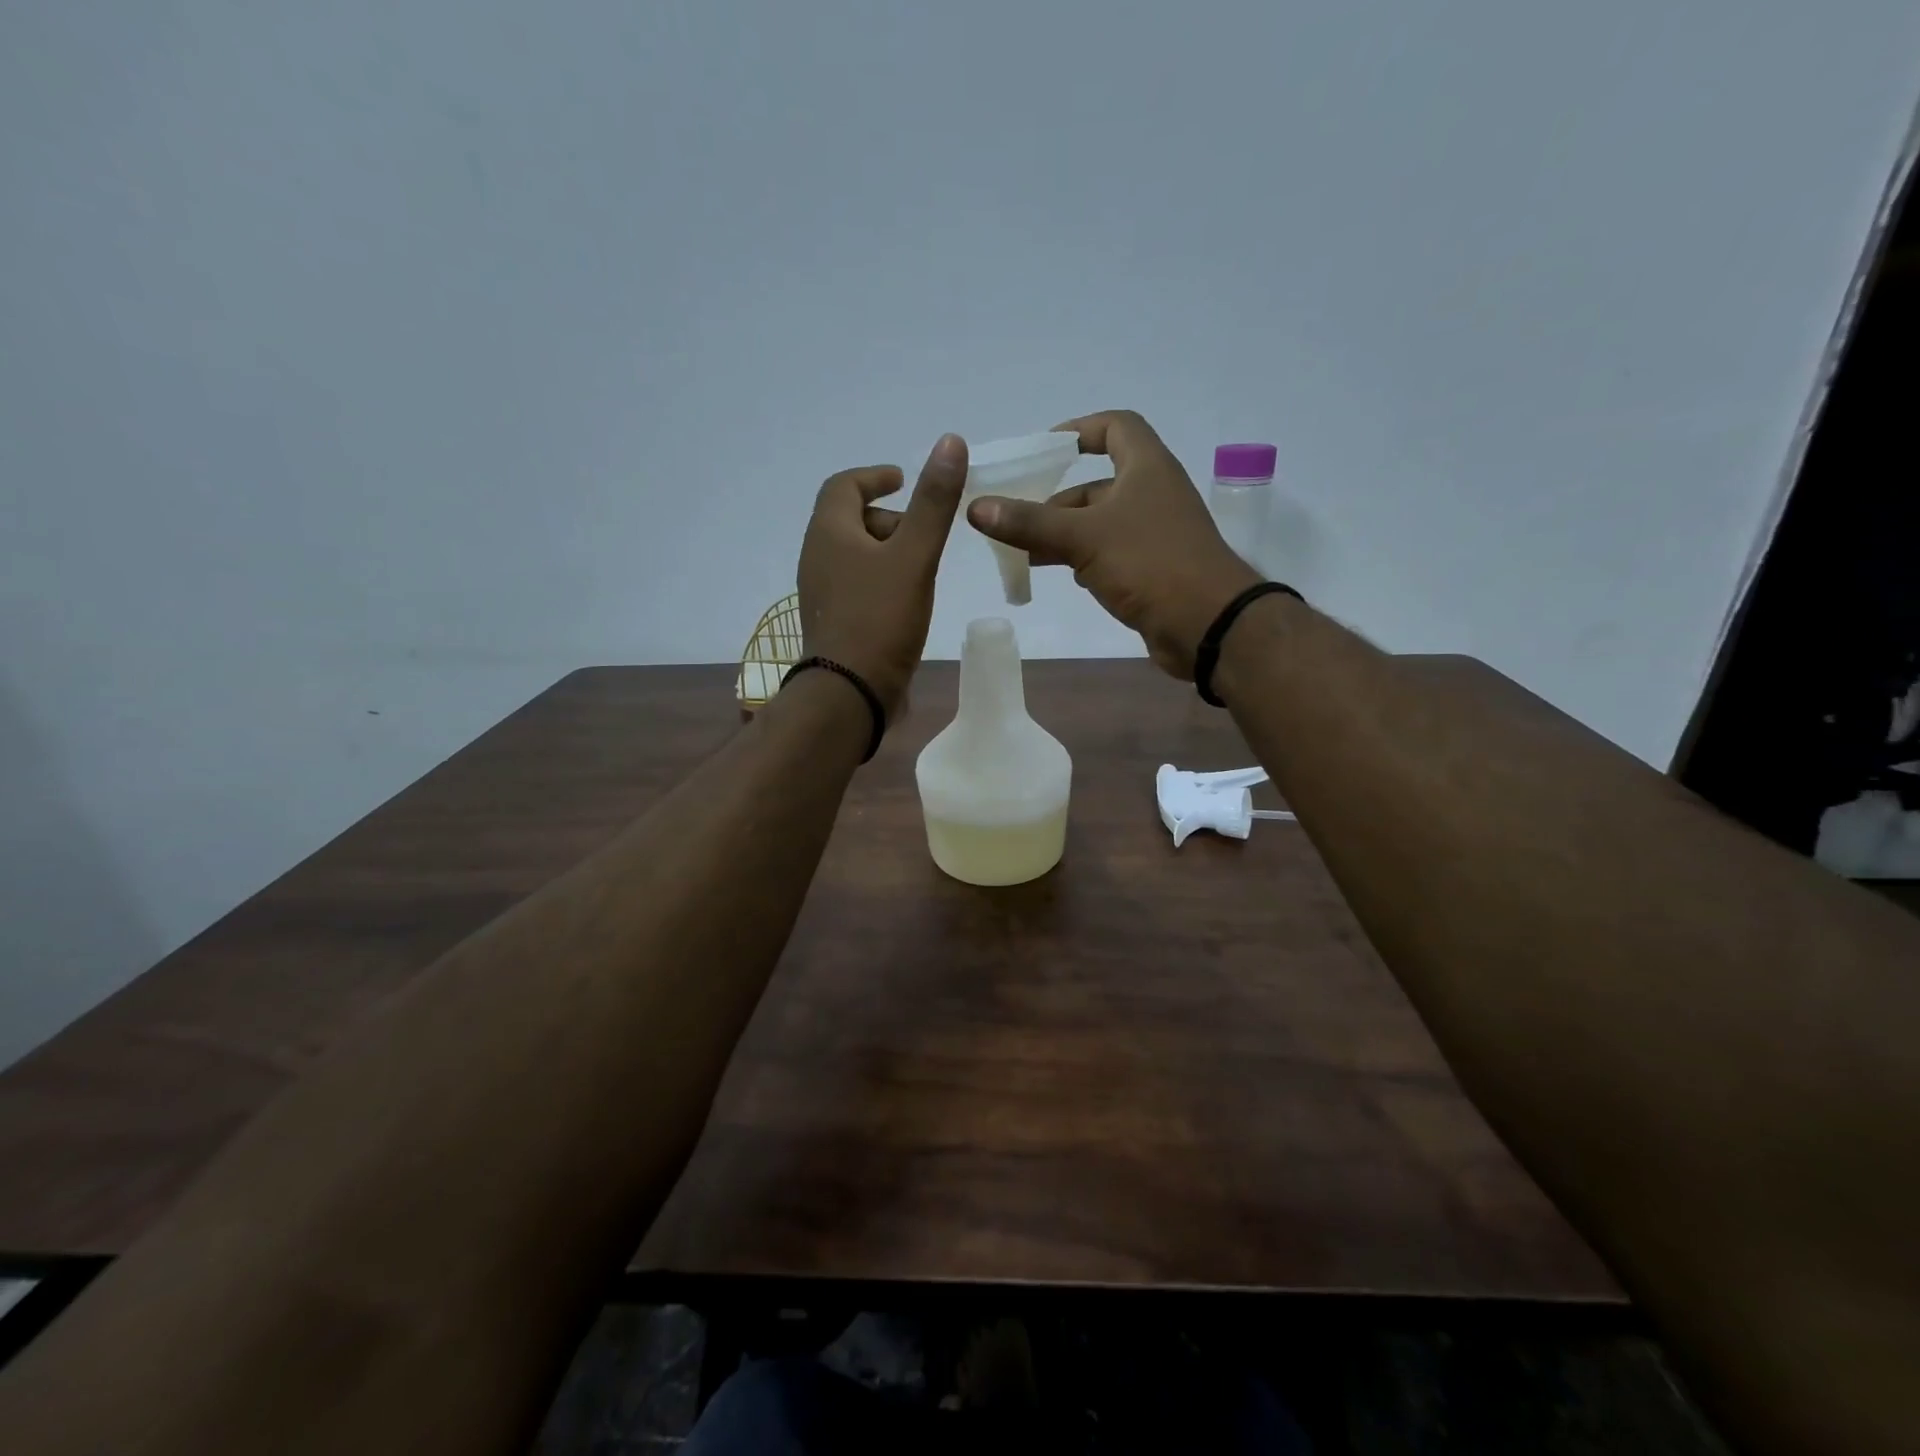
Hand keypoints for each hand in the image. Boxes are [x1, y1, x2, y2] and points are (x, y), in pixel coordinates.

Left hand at [798, 433, 967, 716]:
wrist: (850, 693)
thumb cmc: (880, 619)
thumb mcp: (914, 556)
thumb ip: (934, 503)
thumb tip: (950, 441)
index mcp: (829, 533)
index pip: (843, 486)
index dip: (873, 476)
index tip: (902, 479)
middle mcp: (818, 558)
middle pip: (850, 521)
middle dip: (888, 518)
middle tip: (923, 533)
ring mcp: (823, 593)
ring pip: (855, 556)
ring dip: (888, 552)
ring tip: (922, 567)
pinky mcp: (834, 622)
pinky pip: (858, 585)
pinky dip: (882, 579)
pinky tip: (908, 599)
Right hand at [965, 410, 1258, 678]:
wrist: (1208, 624)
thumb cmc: (1150, 563)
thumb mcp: (1084, 537)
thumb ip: (1030, 523)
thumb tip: (976, 507)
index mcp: (1145, 467)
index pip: (1116, 426)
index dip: (1079, 429)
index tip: (1043, 449)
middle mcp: (1152, 493)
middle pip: (1097, 483)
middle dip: (1055, 501)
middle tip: (1015, 519)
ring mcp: (1154, 534)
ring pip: (1099, 523)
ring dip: (1063, 534)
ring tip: (1024, 553)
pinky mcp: (1152, 569)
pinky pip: (1109, 554)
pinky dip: (1082, 559)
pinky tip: (1060, 575)